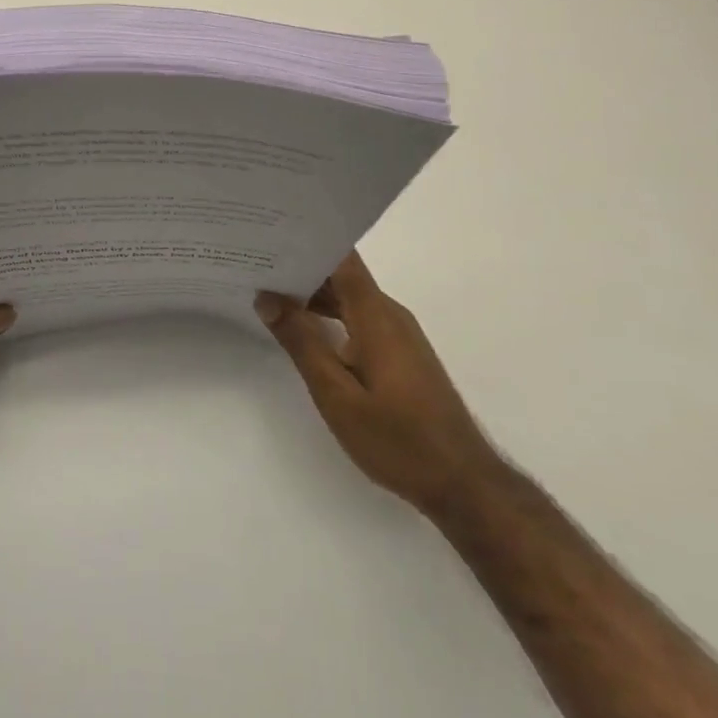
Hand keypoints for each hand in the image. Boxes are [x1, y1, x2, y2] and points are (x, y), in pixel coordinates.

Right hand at [257, 251, 499, 513]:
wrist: (463, 483)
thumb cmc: (398, 439)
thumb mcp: (336, 395)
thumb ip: (301, 343)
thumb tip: (267, 298)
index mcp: (375, 315)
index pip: (342, 258)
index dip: (308, 240)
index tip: (270, 234)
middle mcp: (389, 314)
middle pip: (341, 275)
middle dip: (300, 267)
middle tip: (254, 263)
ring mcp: (397, 334)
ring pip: (349, 298)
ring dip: (312, 294)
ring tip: (268, 292)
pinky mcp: (399, 353)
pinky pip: (358, 318)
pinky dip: (329, 316)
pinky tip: (303, 329)